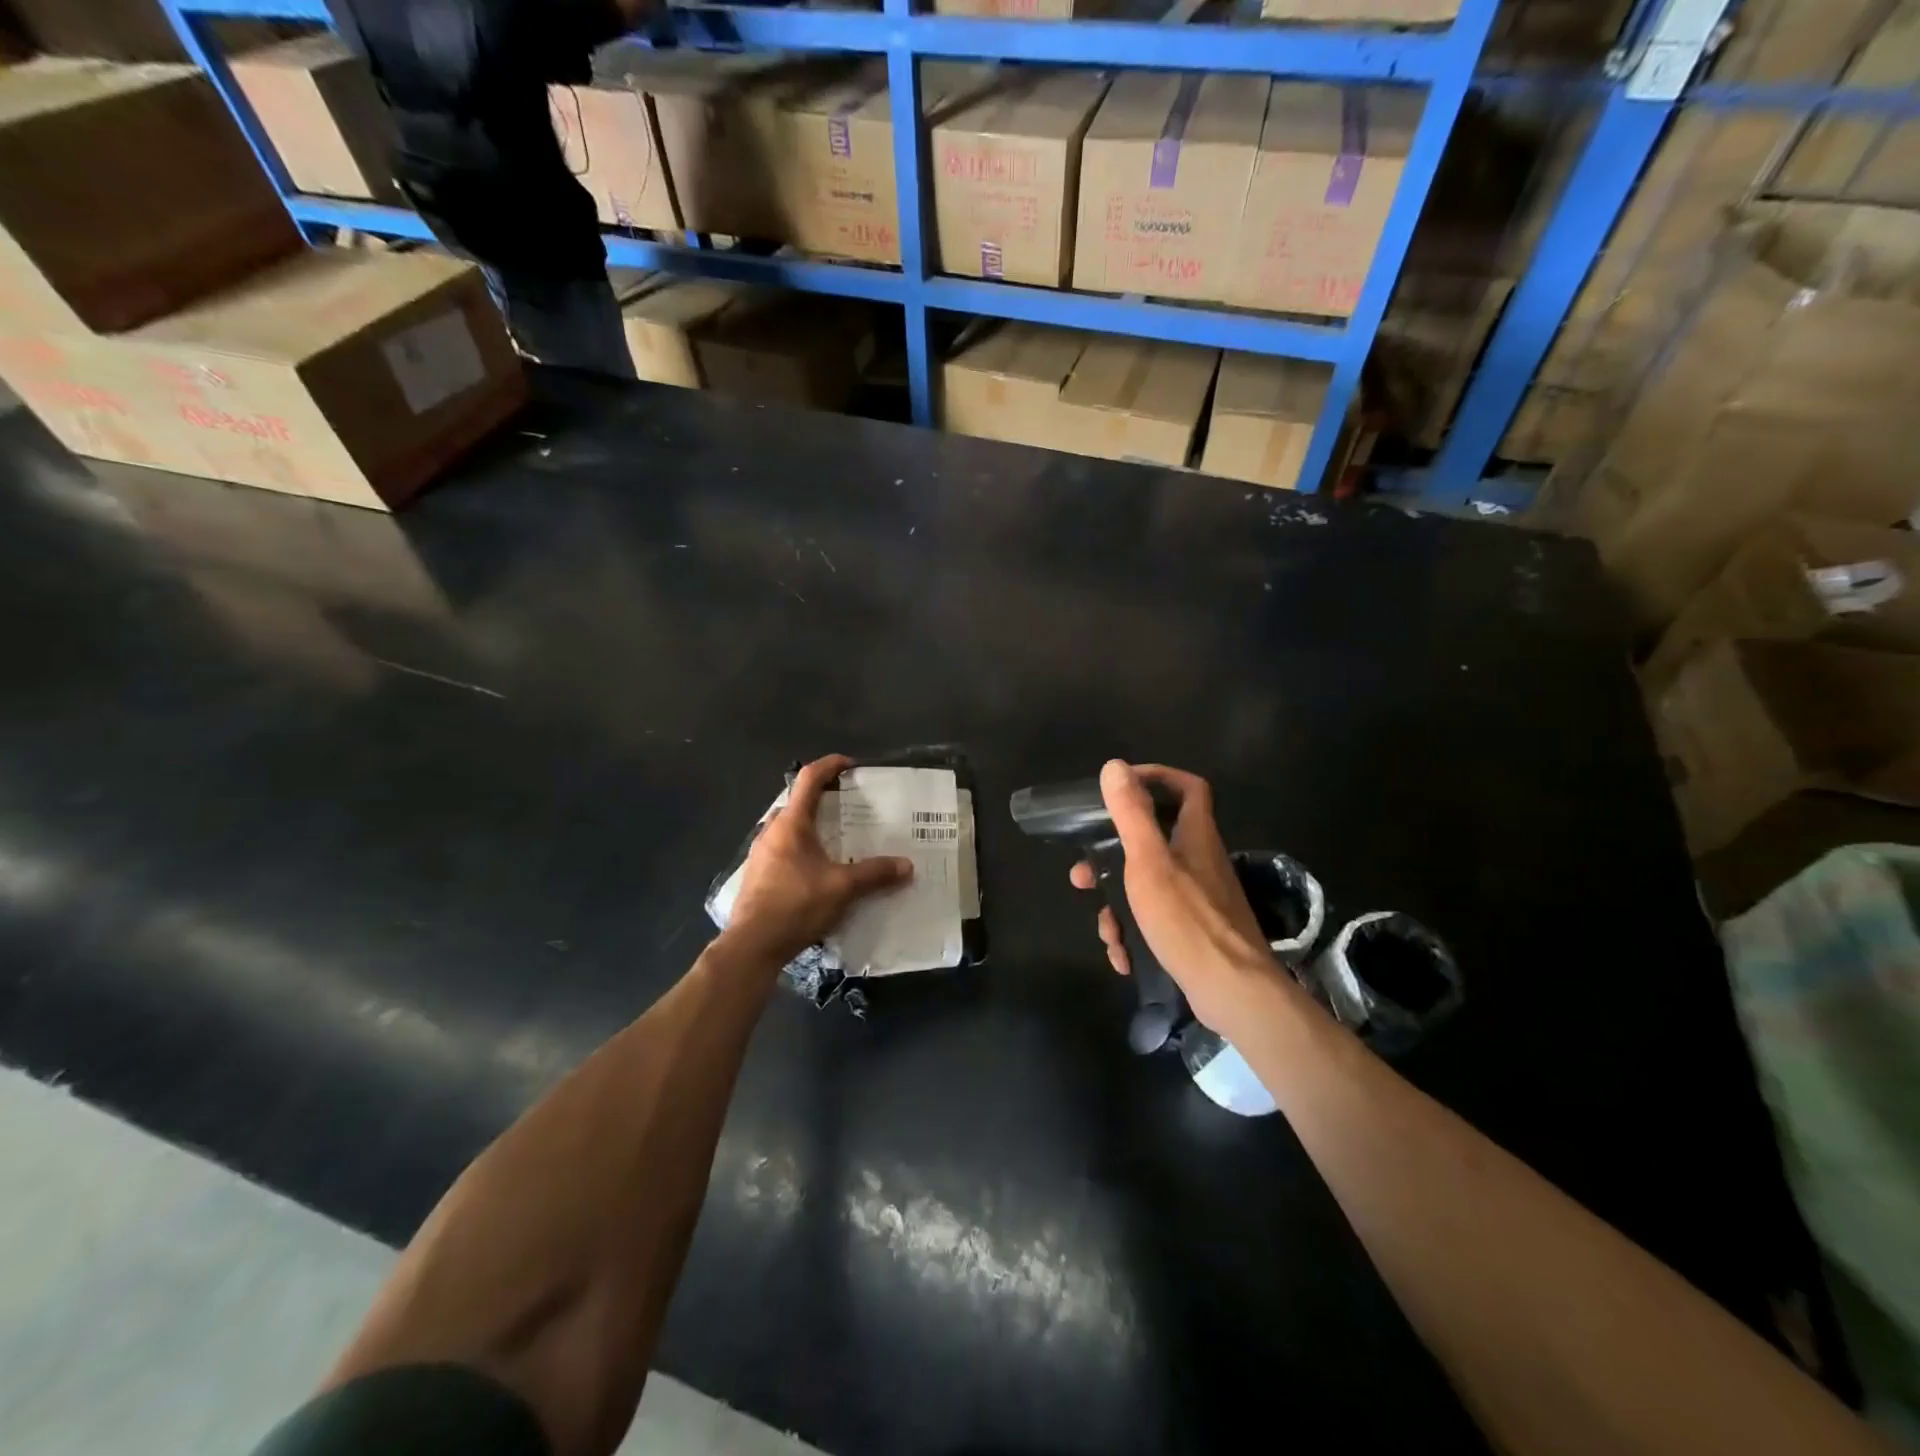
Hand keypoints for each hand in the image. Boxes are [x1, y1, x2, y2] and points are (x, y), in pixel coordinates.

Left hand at [725, 754, 912, 965]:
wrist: (752, 945)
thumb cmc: (795, 905)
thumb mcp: (842, 888)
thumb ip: (874, 874)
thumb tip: (907, 866)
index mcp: (791, 824)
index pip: (808, 779)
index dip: (829, 765)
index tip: (850, 765)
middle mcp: (772, 831)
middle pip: (798, 801)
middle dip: (823, 798)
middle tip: (849, 806)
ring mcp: (761, 853)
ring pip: (789, 827)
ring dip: (812, 825)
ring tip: (838, 837)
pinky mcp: (759, 874)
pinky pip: (784, 848)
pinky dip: (803, 847)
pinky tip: (819, 868)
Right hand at [1070, 761, 1281, 1032]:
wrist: (1233, 991)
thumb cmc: (1187, 919)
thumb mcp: (1148, 861)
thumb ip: (1131, 814)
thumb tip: (1115, 767)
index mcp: (1195, 836)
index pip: (1187, 787)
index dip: (1157, 778)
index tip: (1120, 789)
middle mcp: (1201, 861)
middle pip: (1153, 842)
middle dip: (1113, 858)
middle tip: (1084, 874)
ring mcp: (1201, 898)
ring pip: (1148, 887)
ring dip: (1119, 906)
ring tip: (1107, 931)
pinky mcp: (1197, 931)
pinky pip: (1157, 920)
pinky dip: (1136, 934)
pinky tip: (1124, 956)